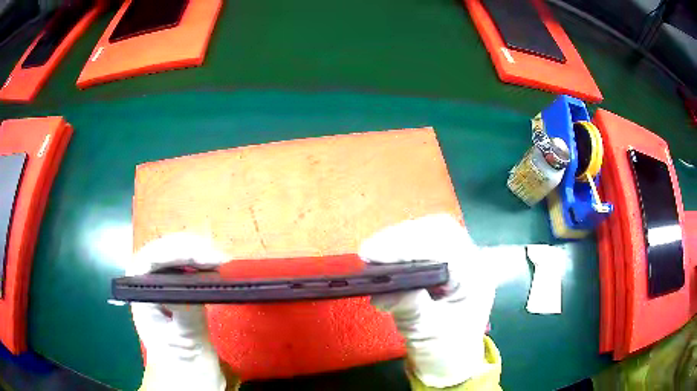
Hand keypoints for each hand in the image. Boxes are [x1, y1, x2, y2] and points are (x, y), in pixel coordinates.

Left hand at [126, 233, 227, 390]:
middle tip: (219, 259)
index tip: (205, 259)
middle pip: (163, 251)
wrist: (188, 377)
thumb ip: (186, 314)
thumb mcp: (185, 344)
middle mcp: (147, 285)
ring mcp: (162, 287)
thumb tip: (193, 283)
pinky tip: (217, 268)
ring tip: (221, 261)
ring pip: (175, 255)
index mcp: (140, 296)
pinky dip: (203, 263)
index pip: (149, 259)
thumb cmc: (182, 365)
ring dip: (198, 252)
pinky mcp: (178, 291)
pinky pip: (187, 267)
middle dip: (190, 249)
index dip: (174, 251)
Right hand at [359, 214, 495, 387]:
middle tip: (371, 252)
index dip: (408, 246)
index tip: (374, 254)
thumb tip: (381, 291)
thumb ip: (409, 308)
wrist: (452, 363)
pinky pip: (426, 243)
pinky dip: (403, 246)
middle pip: (440, 229)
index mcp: (475, 278)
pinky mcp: (447, 265)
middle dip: (403, 236)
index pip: (445, 246)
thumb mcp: (426, 334)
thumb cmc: (445, 352)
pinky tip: (387, 256)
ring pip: (432, 231)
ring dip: (401, 238)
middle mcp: (472, 262)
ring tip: (375, 253)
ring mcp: (461, 261)